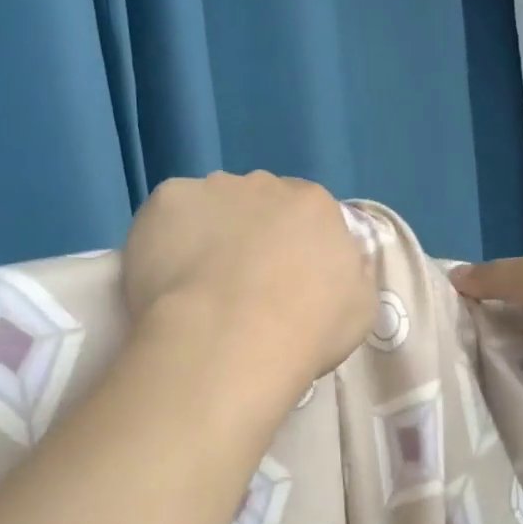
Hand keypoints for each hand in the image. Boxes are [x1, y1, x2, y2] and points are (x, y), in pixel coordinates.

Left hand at [123, 171, 374, 390]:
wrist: (231, 340)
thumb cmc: (305, 330)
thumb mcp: (358, 307)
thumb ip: (348, 272)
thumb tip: (337, 263)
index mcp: (314, 205)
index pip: (304, 213)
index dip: (290, 245)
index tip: (280, 279)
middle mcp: (264, 184)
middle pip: (256, 203)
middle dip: (248, 233)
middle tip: (237, 284)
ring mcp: (211, 188)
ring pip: (209, 206)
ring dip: (206, 233)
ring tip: (196, 286)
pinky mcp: (165, 200)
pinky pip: (166, 217)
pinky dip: (164, 240)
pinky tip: (166, 278)